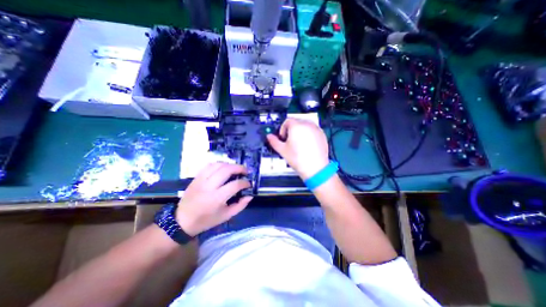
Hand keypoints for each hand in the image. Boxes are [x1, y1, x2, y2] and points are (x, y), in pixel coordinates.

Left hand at [176, 163, 252, 236]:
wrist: (182, 221)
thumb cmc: (206, 220)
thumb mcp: (226, 216)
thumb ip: (240, 205)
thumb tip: (250, 195)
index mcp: (217, 198)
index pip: (235, 184)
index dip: (245, 183)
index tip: (248, 184)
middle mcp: (209, 186)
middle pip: (227, 170)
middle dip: (239, 168)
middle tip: (245, 171)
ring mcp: (201, 180)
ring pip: (218, 165)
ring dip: (230, 165)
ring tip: (235, 169)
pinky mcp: (196, 177)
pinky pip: (209, 165)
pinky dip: (219, 164)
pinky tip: (223, 168)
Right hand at [268, 117, 327, 178]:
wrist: (315, 168)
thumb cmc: (299, 159)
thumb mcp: (282, 150)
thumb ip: (274, 141)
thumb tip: (269, 137)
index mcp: (296, 126)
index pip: (287, 121)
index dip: (282, 129)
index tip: (282, 137)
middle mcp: (307, 125)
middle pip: (296, 122)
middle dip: (291, 130)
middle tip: (289, 141)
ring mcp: (316, 129)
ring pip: (305, 125)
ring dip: (299, 131)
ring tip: (298, 144)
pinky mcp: (322, 135)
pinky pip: (312, 130)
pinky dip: (308, 134)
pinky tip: (306, 145)